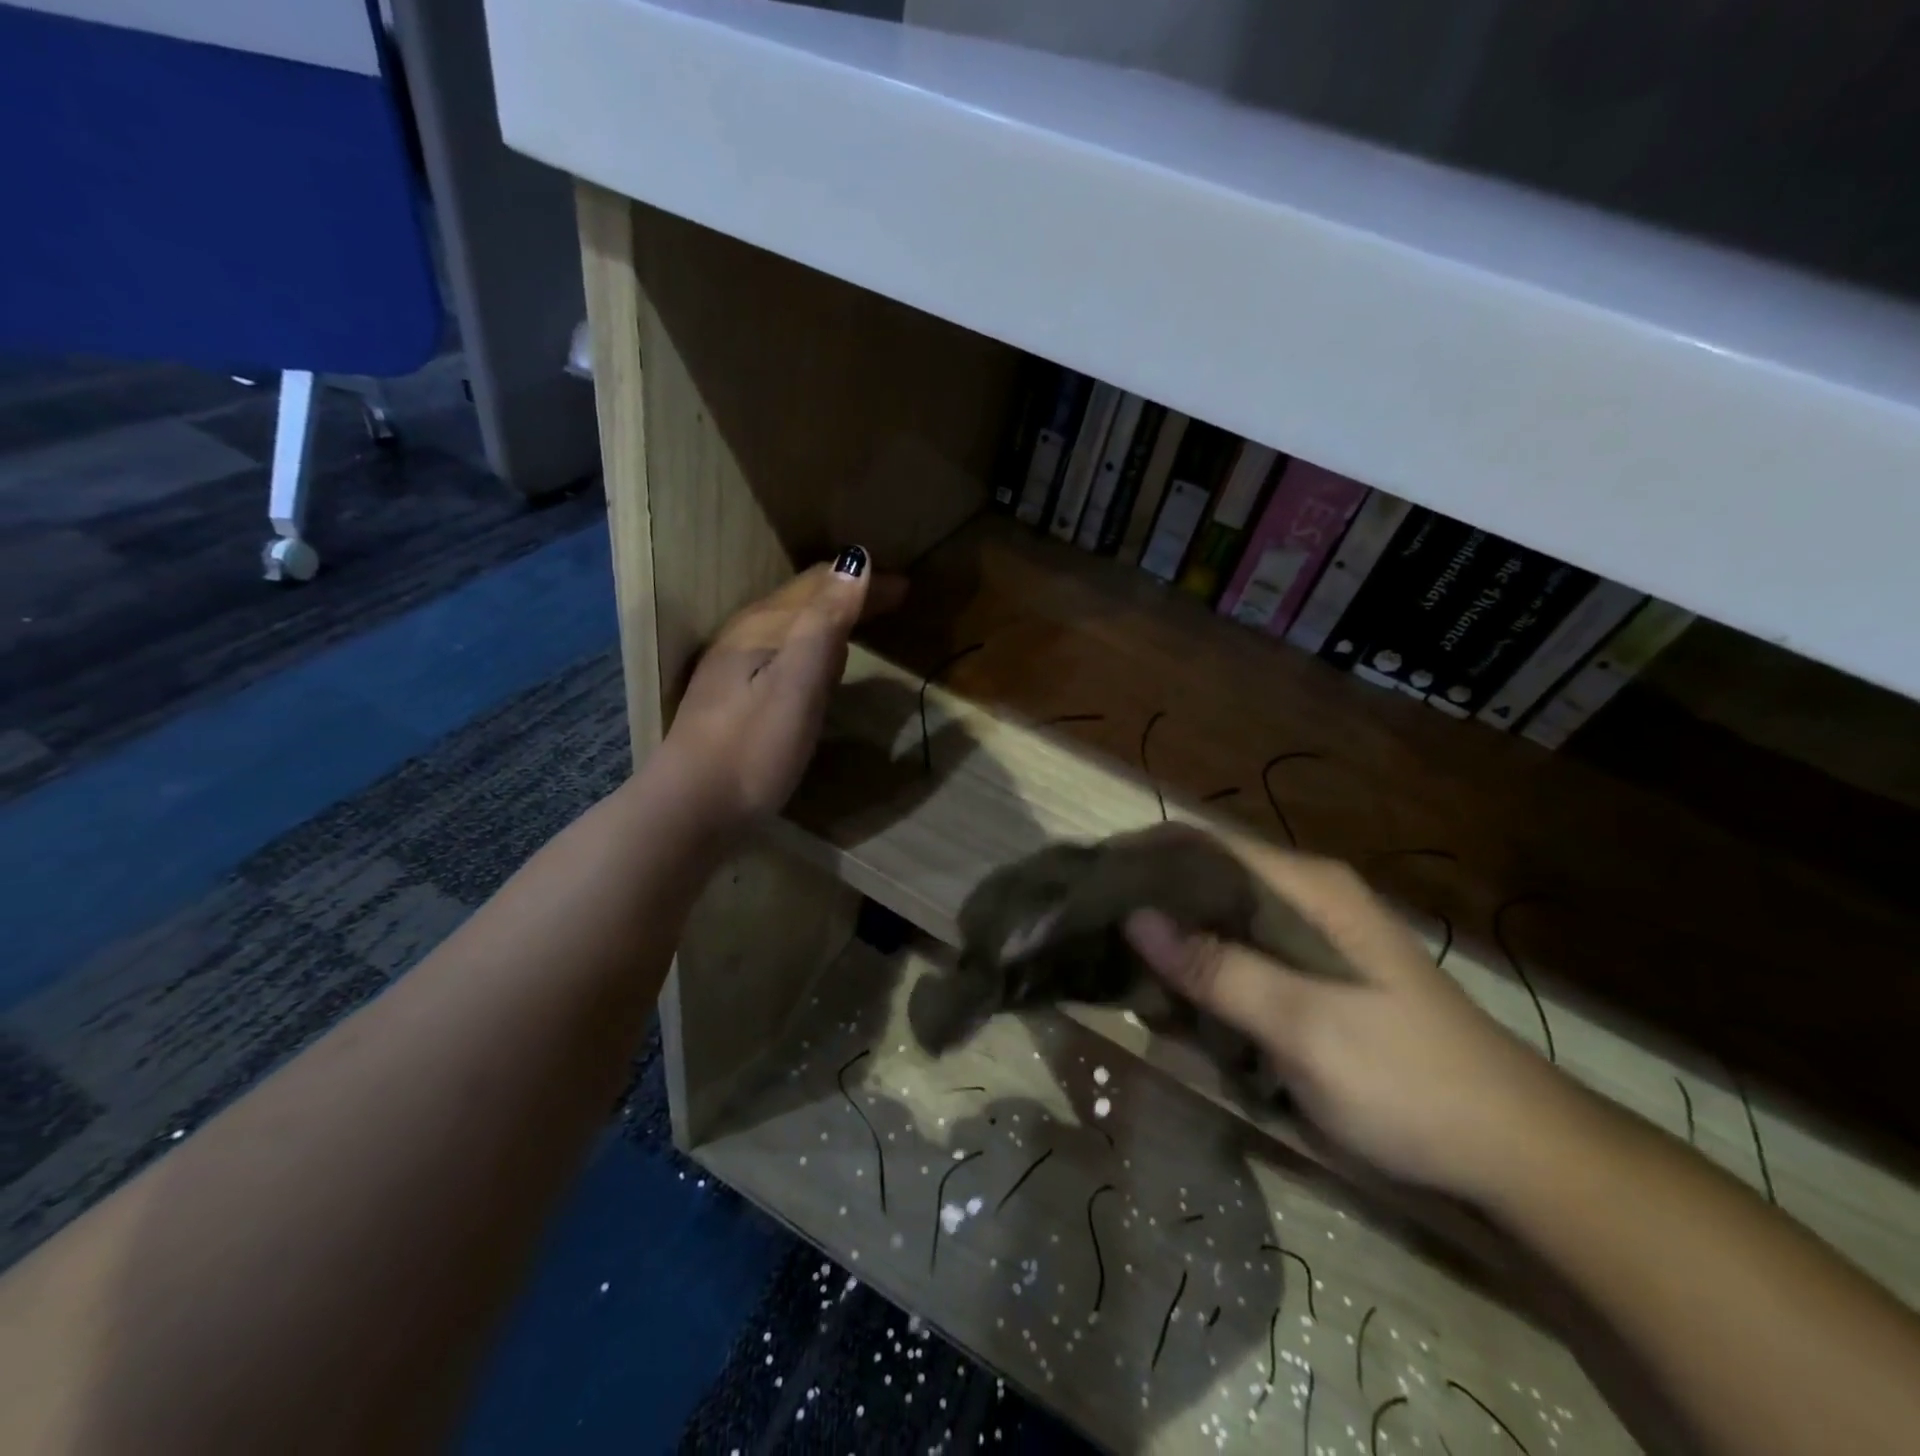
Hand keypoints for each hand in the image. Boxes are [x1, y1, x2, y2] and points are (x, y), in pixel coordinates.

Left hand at [659, 547, 905, 833]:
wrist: (691, 811)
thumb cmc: (752, 749)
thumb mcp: (797, 685)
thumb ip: (825, 624)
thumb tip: (857, 562)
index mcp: (761, 628)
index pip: (818, 585)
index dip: (862, 581)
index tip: (907, 586)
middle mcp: (743, 637)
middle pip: (803, 601)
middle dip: (849, 594)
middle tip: (895, 598)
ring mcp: (735, 669)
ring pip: (792, 628)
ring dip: (831, 618)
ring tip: (864, 622)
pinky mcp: (735, 700)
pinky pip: (785, 654)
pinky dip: (814, 647)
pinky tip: (821, 667)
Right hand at [1124, 844, 1570, 1200]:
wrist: (1517, 1153)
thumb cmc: (1409, 1082)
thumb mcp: (1305, 1028)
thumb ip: (1218, 969)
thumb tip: (1133, 917)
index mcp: (1308, 887)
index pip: (1203, 844)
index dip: (1140, 856)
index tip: (1084, 884)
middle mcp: (1304, 897)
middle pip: (1205, 880)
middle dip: (1147, 905)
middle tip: (1088, 937)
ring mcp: (1308, 938)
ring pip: (1215, 922)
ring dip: (1170, 947)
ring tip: (1116, 973)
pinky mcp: (1309, 978)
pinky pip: (1235, 959)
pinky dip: (1199, 976)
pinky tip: (1171, 1005)